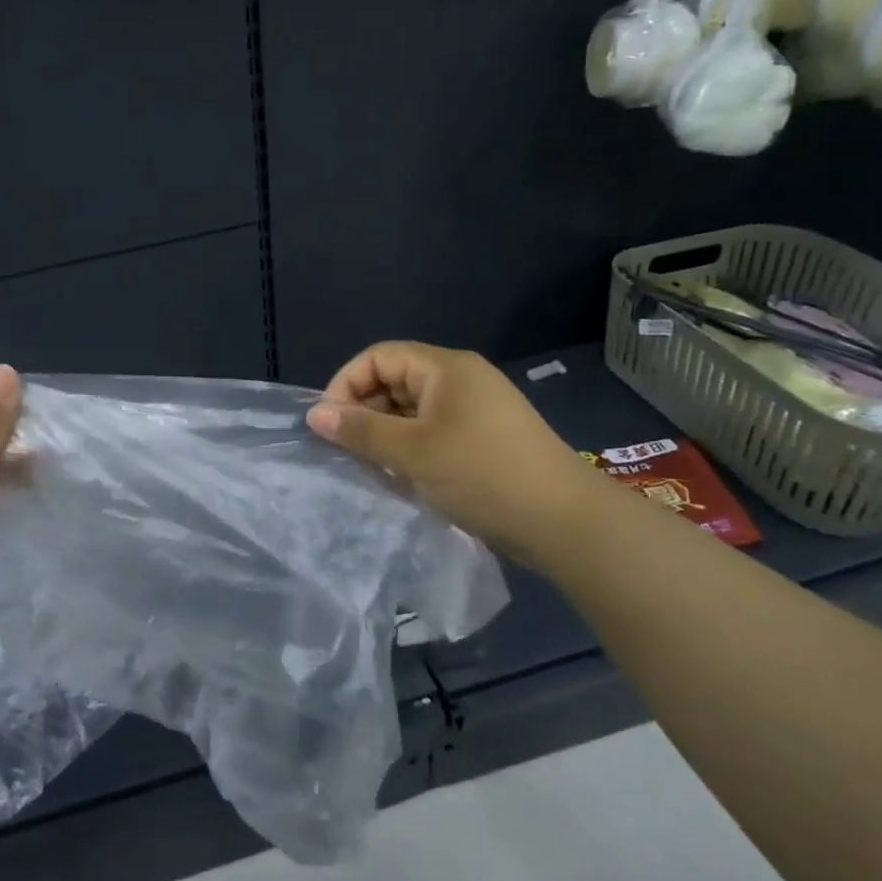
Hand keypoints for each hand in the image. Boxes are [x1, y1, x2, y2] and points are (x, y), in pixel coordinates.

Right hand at [306, 341, 618, 570]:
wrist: (567, 523)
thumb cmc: (482, 475)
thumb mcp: (411, 453)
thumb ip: (360, 430)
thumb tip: (314, 414)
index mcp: (445, 368)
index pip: (379, 357)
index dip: (346, 383)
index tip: (328, 422)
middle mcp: (461, 379)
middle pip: (396, 379)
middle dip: (365, 410)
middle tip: (346, 448)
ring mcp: (477, 409)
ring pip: (414, 408)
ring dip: (386, 432)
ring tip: (370, 465)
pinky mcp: (487, 438)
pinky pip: (434, 429)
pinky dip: (411, 446)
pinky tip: (402, 476)